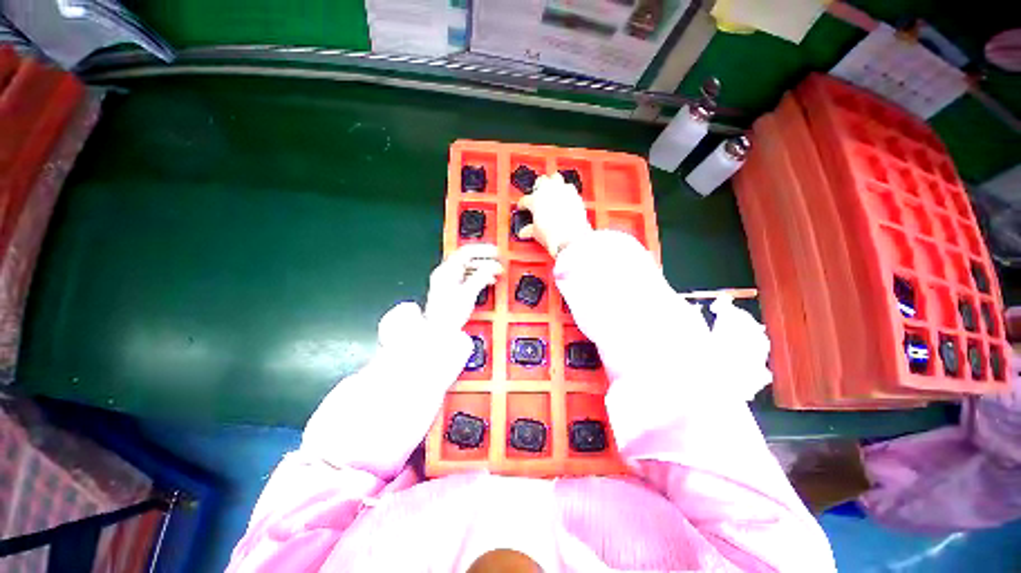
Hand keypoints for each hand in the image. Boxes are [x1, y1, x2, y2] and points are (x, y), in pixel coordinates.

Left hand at [424, 243, 503, 331]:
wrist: (439, 330)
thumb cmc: (449, 313)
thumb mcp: (469, 293)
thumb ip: (481, 277)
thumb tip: (493, 266)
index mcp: (447, 270)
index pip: (466, 251)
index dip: (483, 250)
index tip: (495, 252)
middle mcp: (445, 273)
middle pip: (467, 259)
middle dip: (484, 259)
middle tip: (497, 261)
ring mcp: (447, 281)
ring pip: (468, 268)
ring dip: (482, 268)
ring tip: (495, 272)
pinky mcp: (451, 289)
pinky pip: (466, 276)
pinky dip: (478, 276)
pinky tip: (487, 280)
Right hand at [517, 172, 592, 256]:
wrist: (571, 237)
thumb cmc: (553, 234)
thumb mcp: (536, 233)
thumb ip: (529, 229)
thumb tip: (525, 231)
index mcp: (535, 200)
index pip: (525, 200)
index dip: (522, 205)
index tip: (522, 207)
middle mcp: (548, 192)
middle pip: (540, 181)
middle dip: (538, 187)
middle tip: (537, 195)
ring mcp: (562, 191)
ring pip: (555, 178)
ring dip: (552, 183)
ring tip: (551, 190)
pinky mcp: (574, 194)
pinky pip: (568, 187)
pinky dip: (565, 191)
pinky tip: (564, 197)